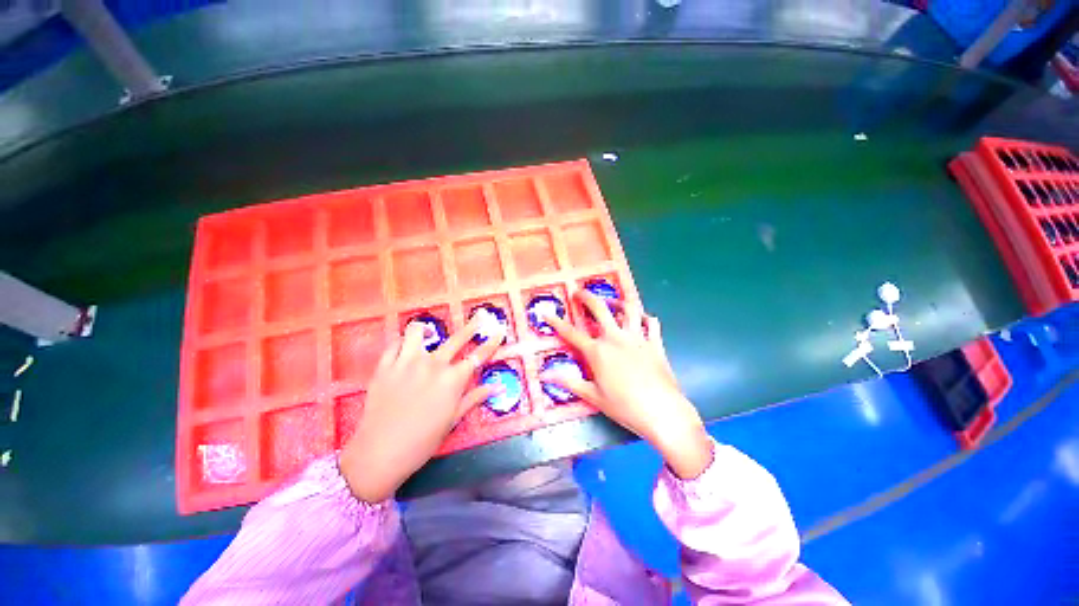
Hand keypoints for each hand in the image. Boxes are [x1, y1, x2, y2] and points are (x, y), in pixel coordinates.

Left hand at [338, 315, 501, 502]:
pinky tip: (405, 349)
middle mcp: (432, 364)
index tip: (499, 331)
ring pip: (418, 331)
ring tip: (429, 333)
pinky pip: (394, 344)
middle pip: (457, 338)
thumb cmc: (422, 440)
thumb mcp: (453, 419)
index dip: (491, 342)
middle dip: (472, 326)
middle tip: (480, 316)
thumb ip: (475, 397)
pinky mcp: (385, 366)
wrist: (379, 453)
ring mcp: (406, 362)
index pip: (478, 356)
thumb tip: (499, 387)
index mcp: (452, 379)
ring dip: (426, 330)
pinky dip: (402, 343)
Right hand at [543, 291, 711, 478]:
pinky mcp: (655, 343)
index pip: (571, 333)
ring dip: (618, 301)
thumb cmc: (625, 407)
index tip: (546, 313)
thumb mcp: (594, 397)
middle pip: (600, 309)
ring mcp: (637, 338)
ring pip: (628, 309)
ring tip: (611, 301)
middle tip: (579, 292)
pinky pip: (651, 323)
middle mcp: (615, 338)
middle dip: (587, 297)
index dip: (556, 322)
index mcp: (598, 352)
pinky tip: (640, 319)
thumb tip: (545, 375)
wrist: (662, 412)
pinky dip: (645, 317)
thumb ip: (569, 382)